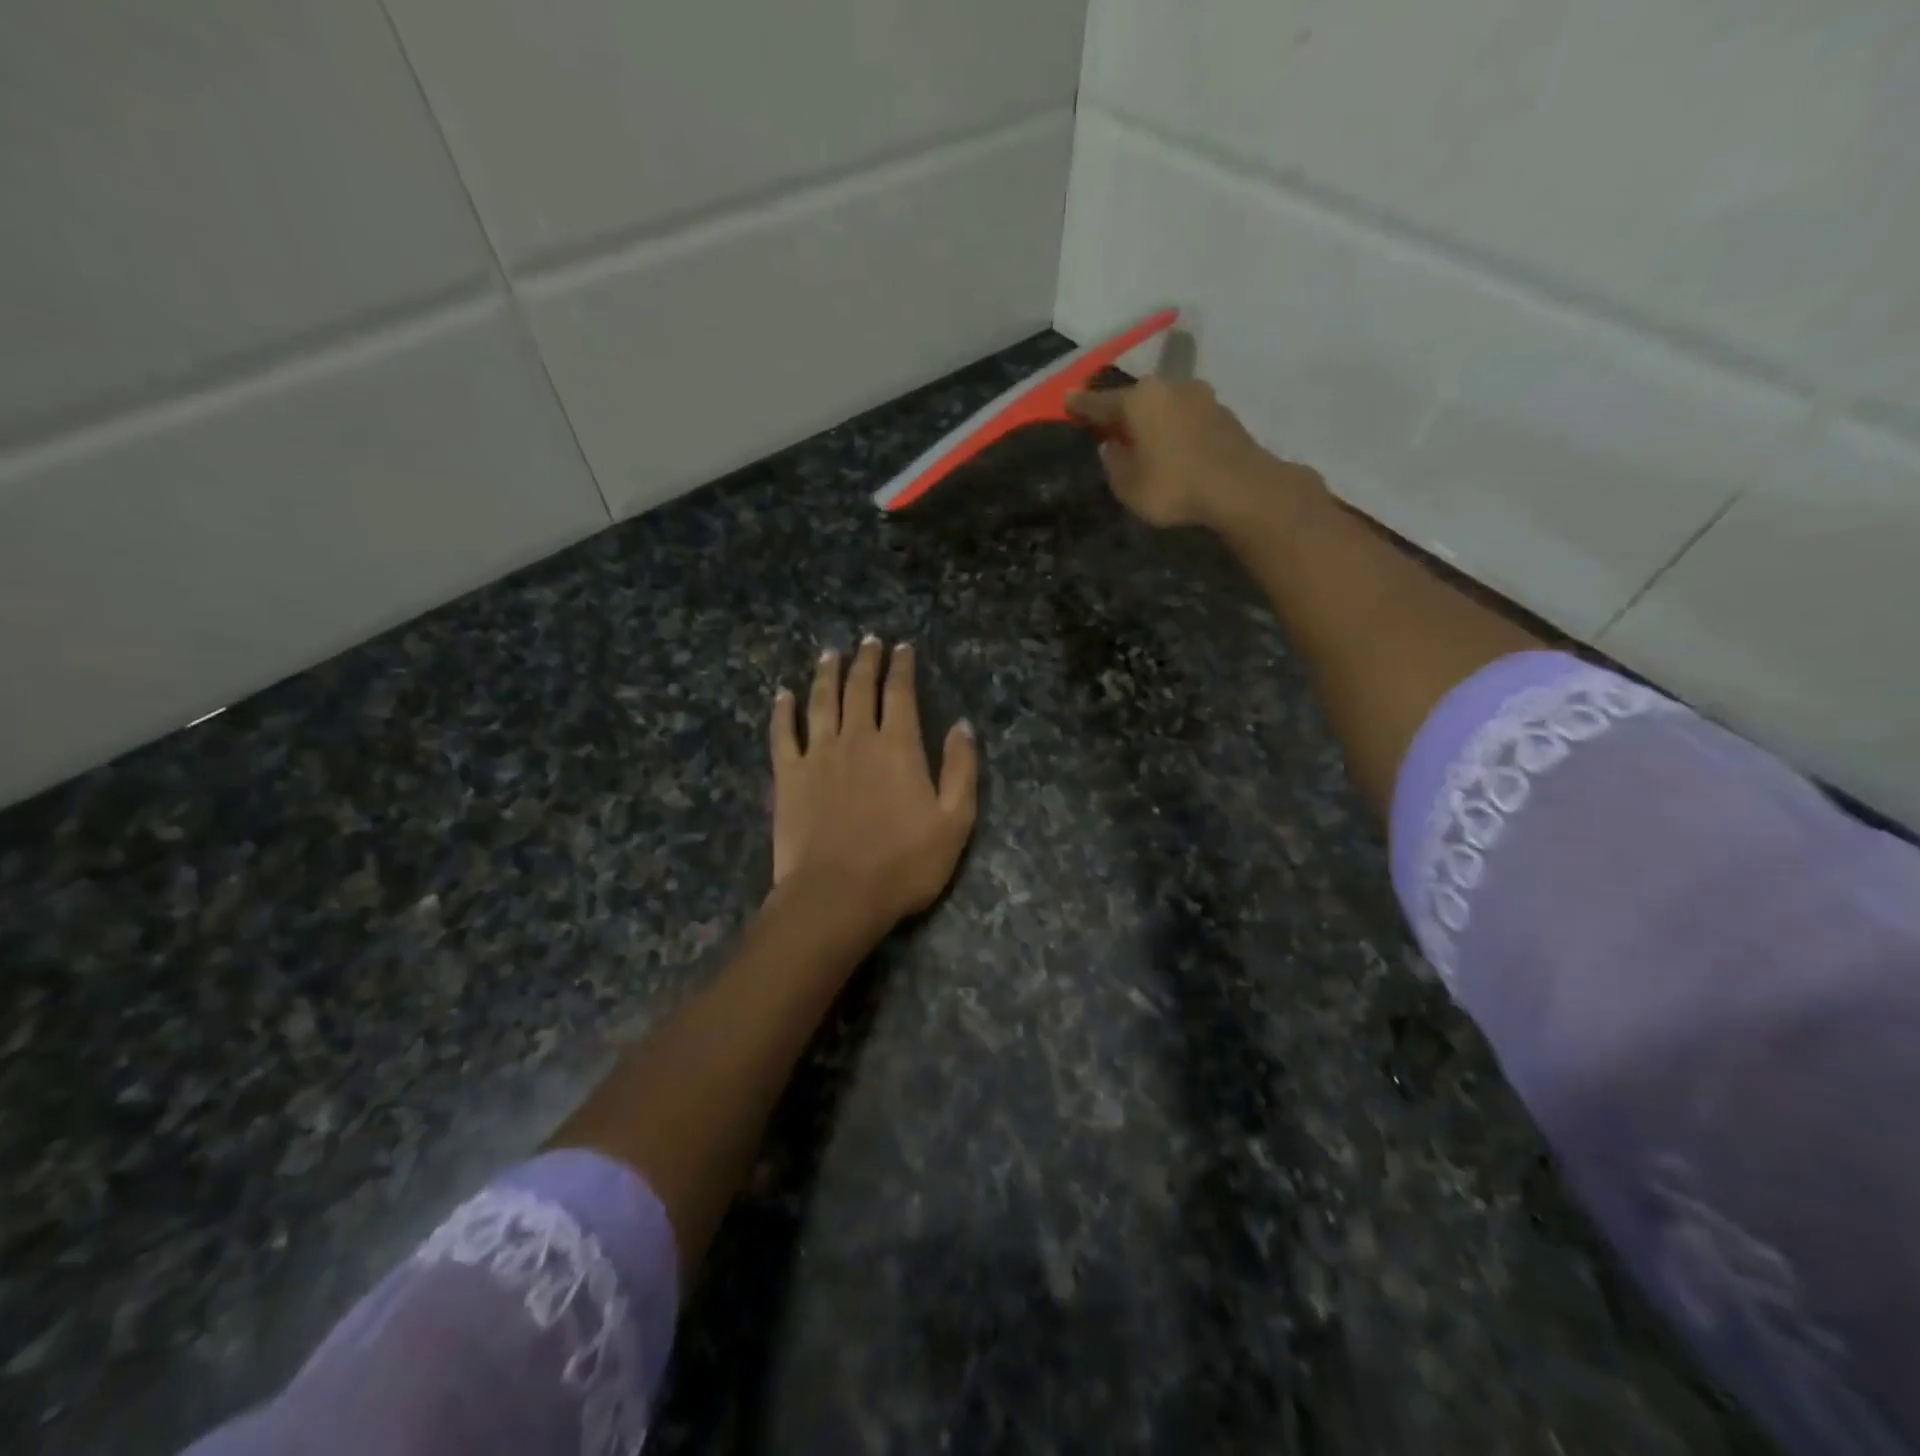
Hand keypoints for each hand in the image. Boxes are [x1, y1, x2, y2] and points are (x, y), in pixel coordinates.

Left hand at [769, 637, 978, 931]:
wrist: (837, 895)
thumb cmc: (904, 864)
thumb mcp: (955, 821)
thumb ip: (961, 769)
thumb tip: (962, 725)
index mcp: (899, 747)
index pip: (900, 694)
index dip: (901, 668)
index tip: (901, 647)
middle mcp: (857, 738)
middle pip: (860, 688)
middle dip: (865, 661)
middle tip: (868, 641)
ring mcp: (818, 754)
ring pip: (821, 701)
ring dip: (826, 674)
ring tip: (829, 653)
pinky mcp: (788, 775)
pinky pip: (783, 733)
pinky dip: (782, 710)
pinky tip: (782, 694)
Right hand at [1065, 379, 1322, 531]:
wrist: (1241, 488)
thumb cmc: (1174, 485)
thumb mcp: (1127, 484)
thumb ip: (1113, 462)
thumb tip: (1111, 445)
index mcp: (1139, 399)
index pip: (1100, 402)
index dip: (1080, 406)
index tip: (1066, 401)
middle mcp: (1168, 387)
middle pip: (1135, 399)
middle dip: (1120, 412)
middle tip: (1106, 426)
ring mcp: (1199, 397)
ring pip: (1163, 406)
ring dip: (1150, 420)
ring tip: (1140, 440)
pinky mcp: (1222, 414)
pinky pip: (1184, 418)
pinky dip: (1172, 429)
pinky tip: (1170, 448)